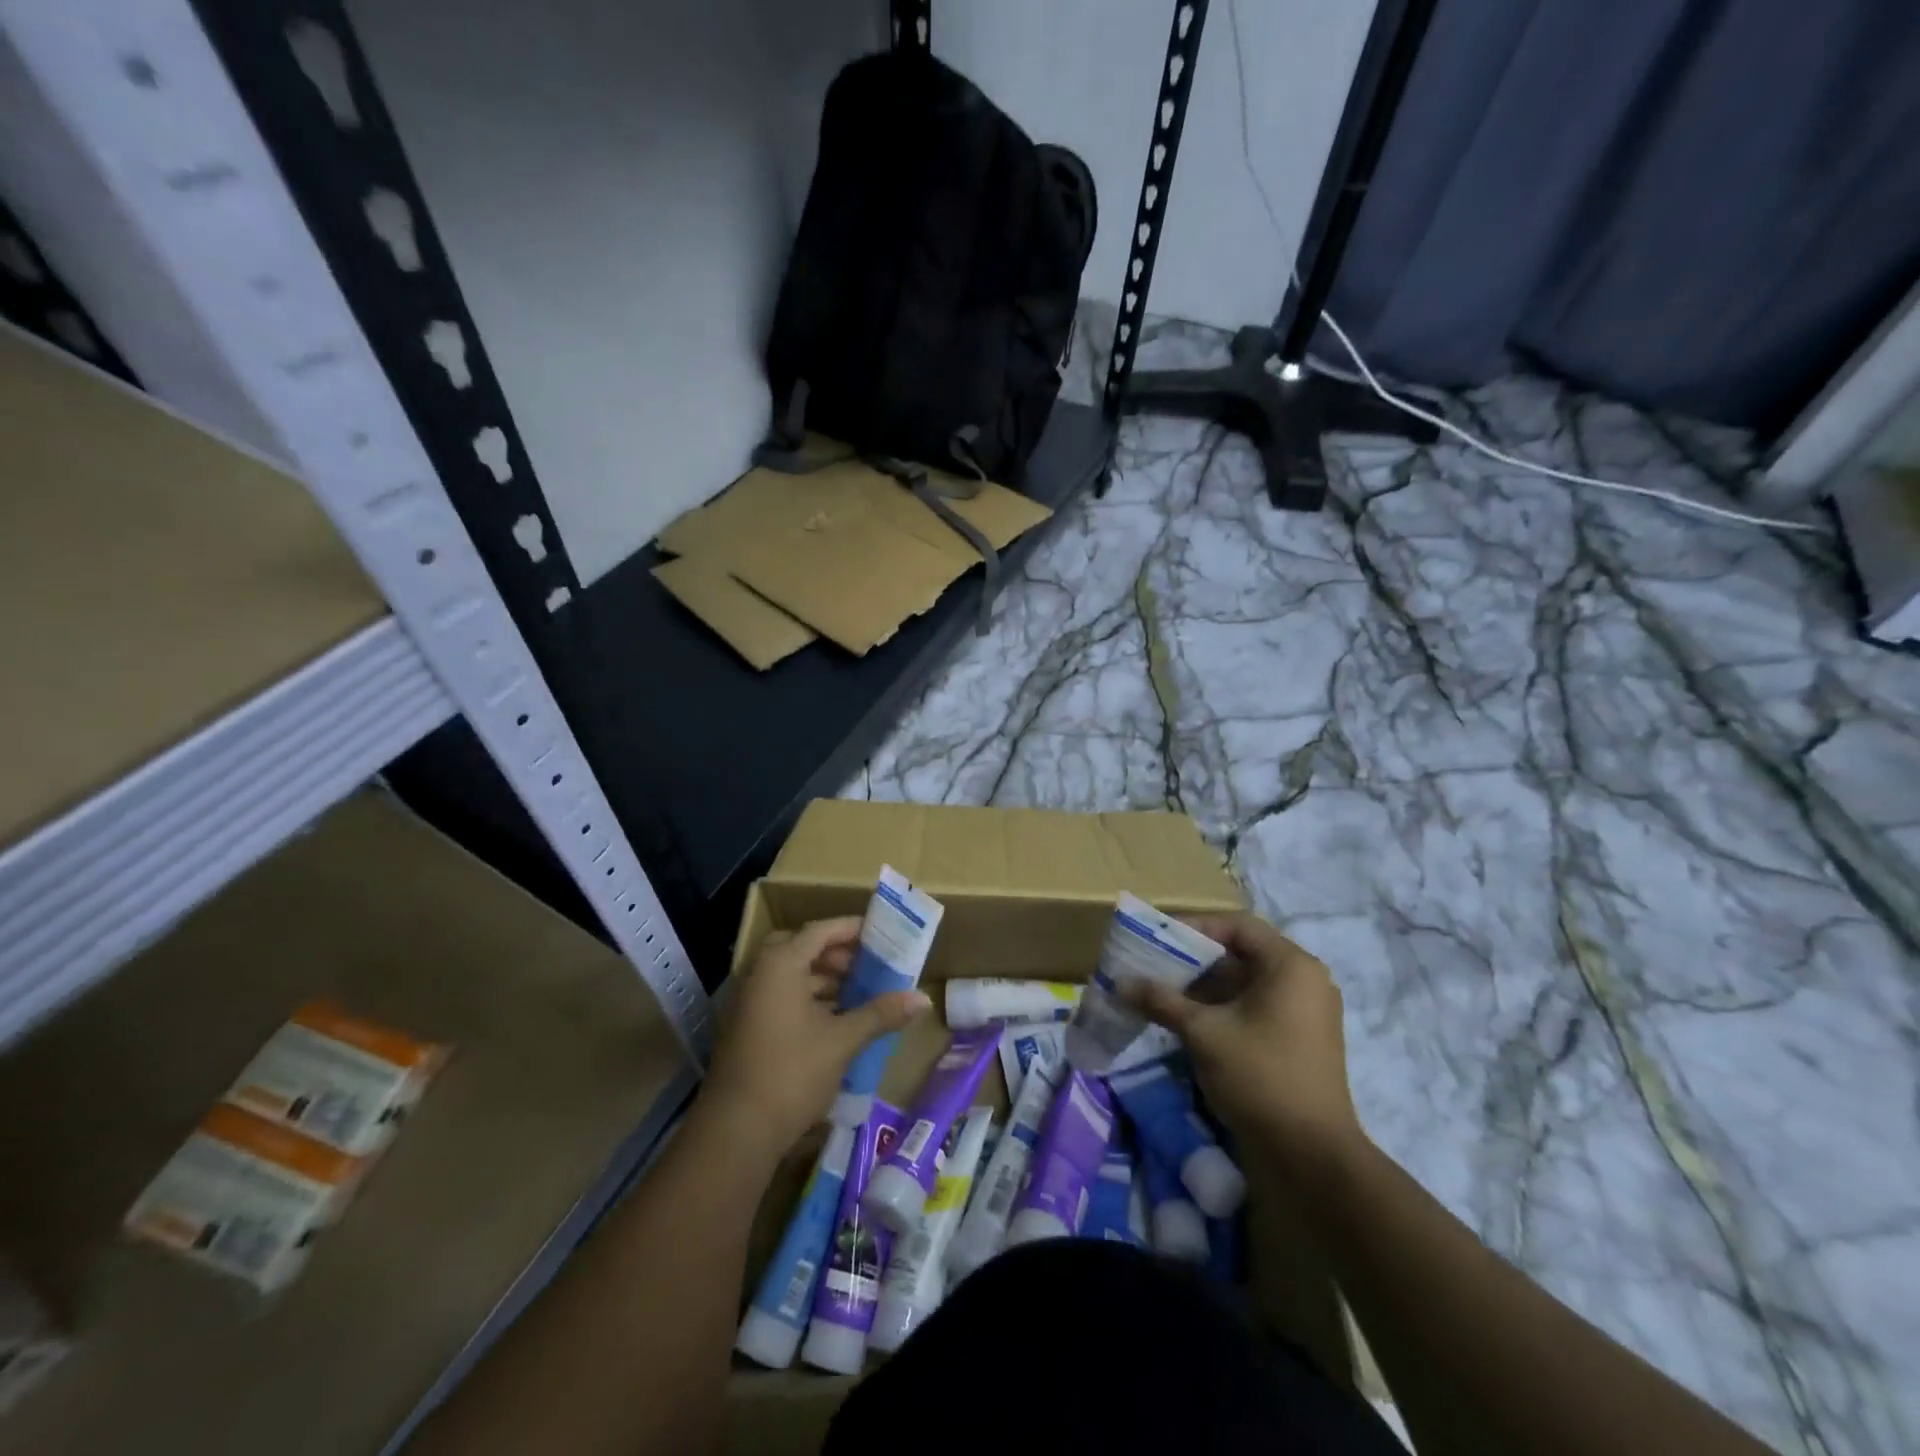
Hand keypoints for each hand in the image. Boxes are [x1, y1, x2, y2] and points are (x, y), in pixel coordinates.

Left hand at [702, 917, 930, 1161]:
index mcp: (780, 965)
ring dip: (823, 979)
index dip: (852, 929)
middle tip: (867, 966)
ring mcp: (749, 1002)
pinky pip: (781, 997)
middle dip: (836, 954)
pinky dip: (808, 1000)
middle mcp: (760, 974)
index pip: (820, 931)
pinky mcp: (747, 1028)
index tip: (882, 934)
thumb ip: (880, 1014)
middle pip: (802, 949)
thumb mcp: (842, 1041)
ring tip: (858, 994)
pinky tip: (834, 1021)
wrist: (735, 1132)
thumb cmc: (791, 1073)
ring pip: (790, 975)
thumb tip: (924, 999)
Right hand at [1125, 913, 1364, 1178]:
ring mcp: (1306, 1013)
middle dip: (1195, 960)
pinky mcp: (1299, 1040)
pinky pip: (1256, 1008)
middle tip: (1155, 966)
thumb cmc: (1260, 1077)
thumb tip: (1120, 983)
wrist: (1311, 1157)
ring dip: (1205, 987)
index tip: (1160, 940)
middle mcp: (1305, 981)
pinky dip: (1223, 1009)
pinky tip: (1187, 1021)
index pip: (1238, 926)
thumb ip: (1162, 1001)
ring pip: (1246, 984)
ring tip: (1163, 994)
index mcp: (1291, 966)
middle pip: (1242, 954)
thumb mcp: (1203, 1033)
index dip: (1196, 927)